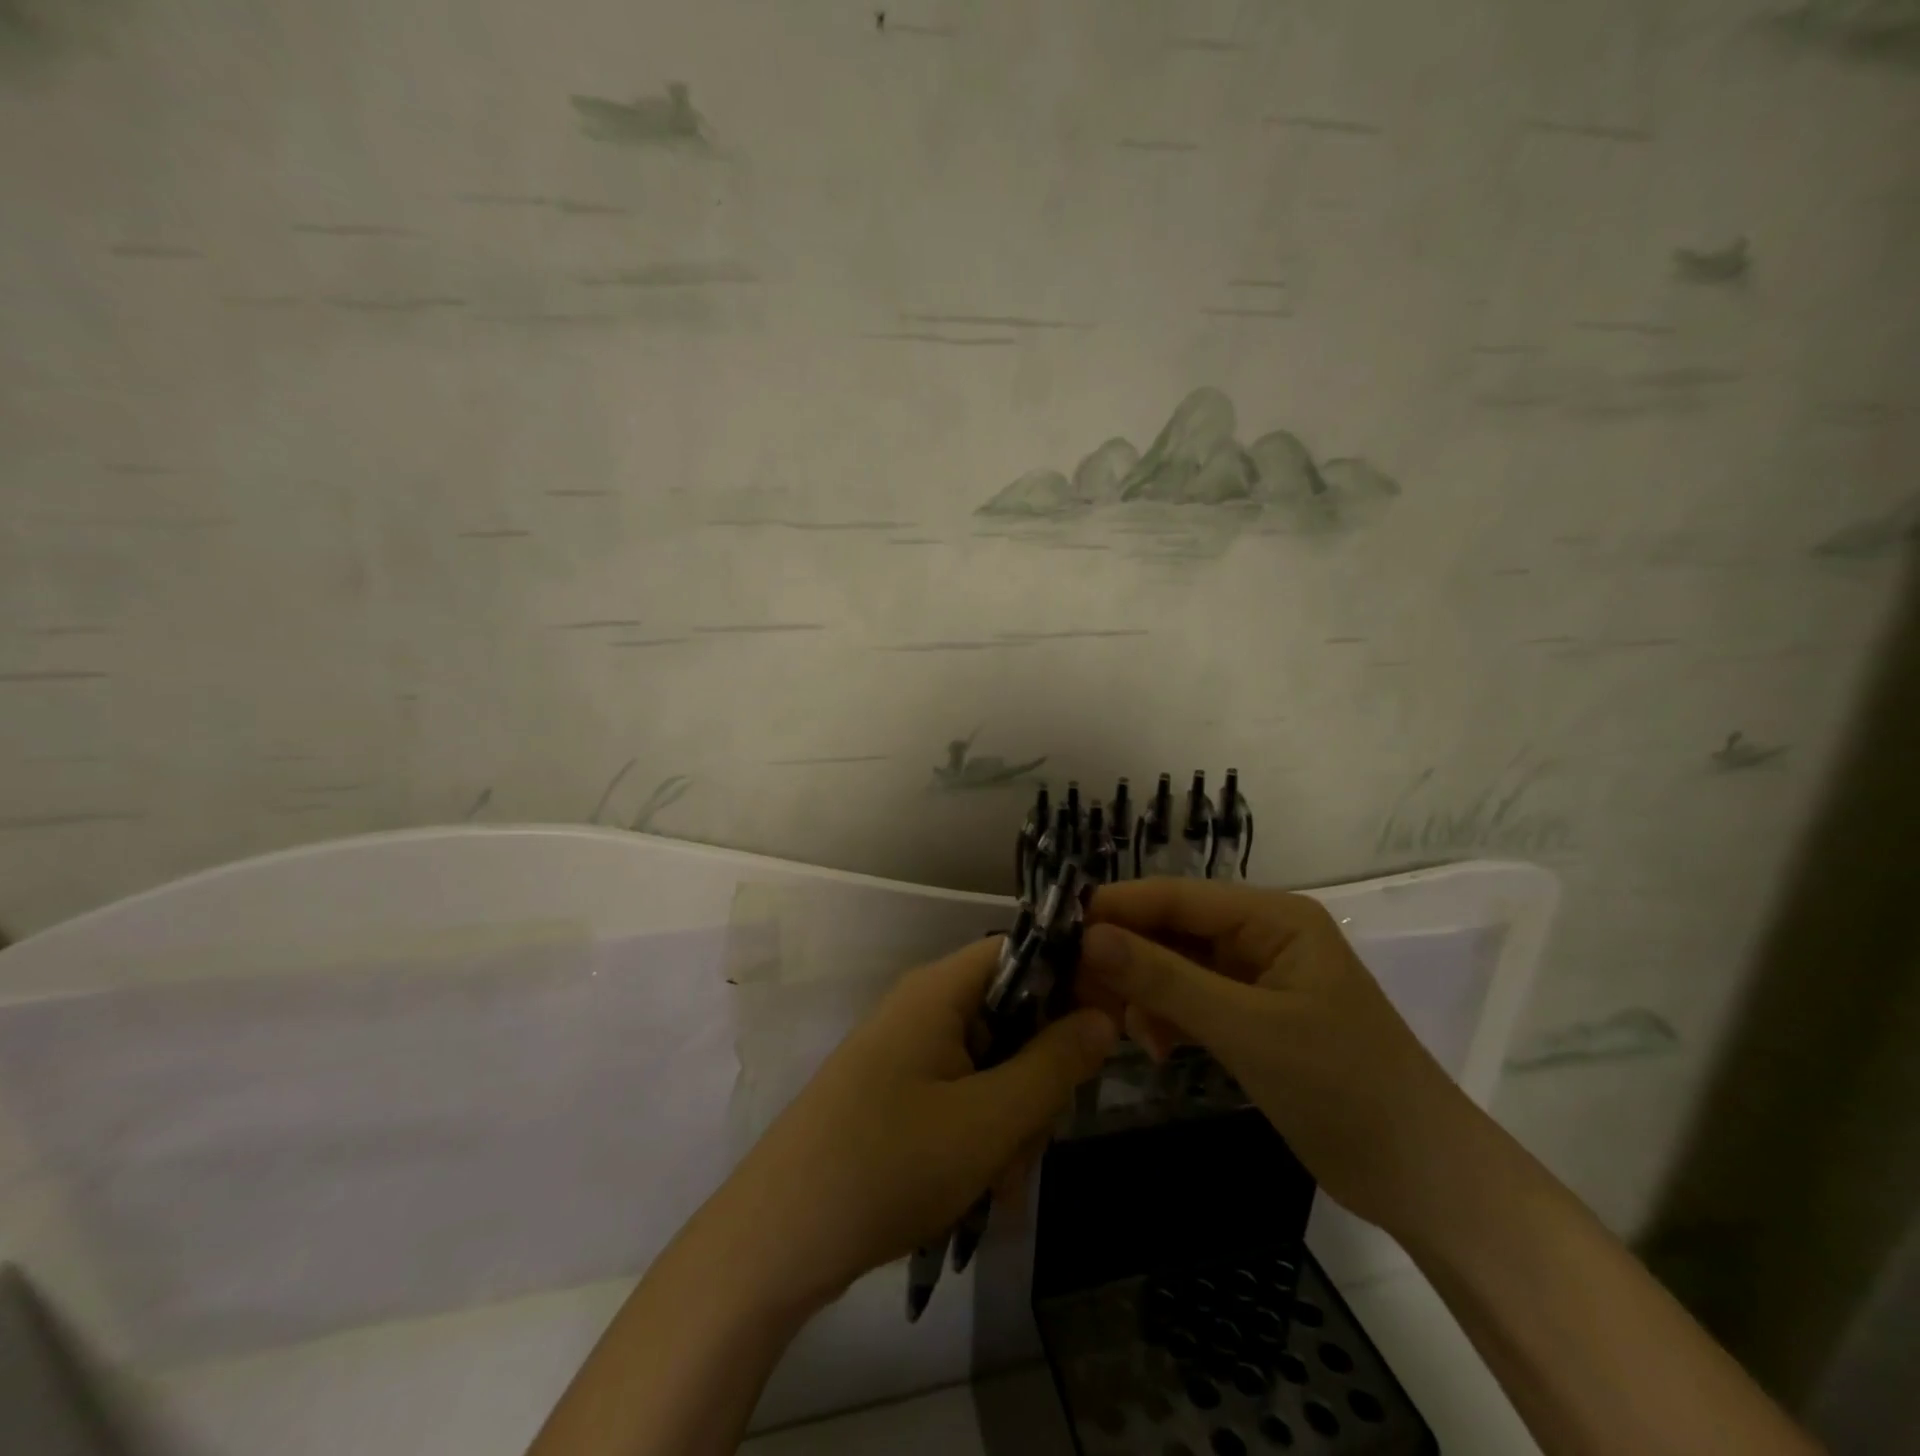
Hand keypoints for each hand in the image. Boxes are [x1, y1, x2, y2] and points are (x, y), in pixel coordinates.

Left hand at [715, 935, 1117, 1309]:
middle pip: (1012, 1016)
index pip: (1023, 953)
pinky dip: (980, 1135)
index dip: (1070, 982)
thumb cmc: (889, 1163)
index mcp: (941, 990)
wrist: (776, 1239)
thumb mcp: (990, 1120)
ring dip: (1011, 1120)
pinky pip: (961, 1094)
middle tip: (1037, 1141)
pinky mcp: (896, 1092)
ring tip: (1001, 1186)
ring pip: (991, 1064)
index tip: (1106, 1031)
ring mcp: (906, 1051)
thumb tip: (1103, 1016)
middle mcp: (923, 1007)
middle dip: (1037, 1078)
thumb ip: (1055, 1064)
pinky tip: (980, 1192)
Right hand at [1080, 878, 1467, 1235]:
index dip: (1117, 908)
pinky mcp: (1254, 1019)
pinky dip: (1167, 1019)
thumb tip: (1089, 935)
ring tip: (1114, 1025)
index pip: (1176, 896)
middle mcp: (1262, 935)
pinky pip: (1193, 1002)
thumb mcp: (1246, 1029)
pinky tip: (1151, 1046)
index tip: (1059, 929)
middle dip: (1127, 957)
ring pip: (1178, 967)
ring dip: (1144, 993)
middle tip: (1077, 989)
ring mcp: (1257, 978)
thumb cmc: (1342, 1088)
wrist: (1424, 1180)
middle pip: (1173, 930)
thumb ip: (1164, 980)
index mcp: (1272, 917)